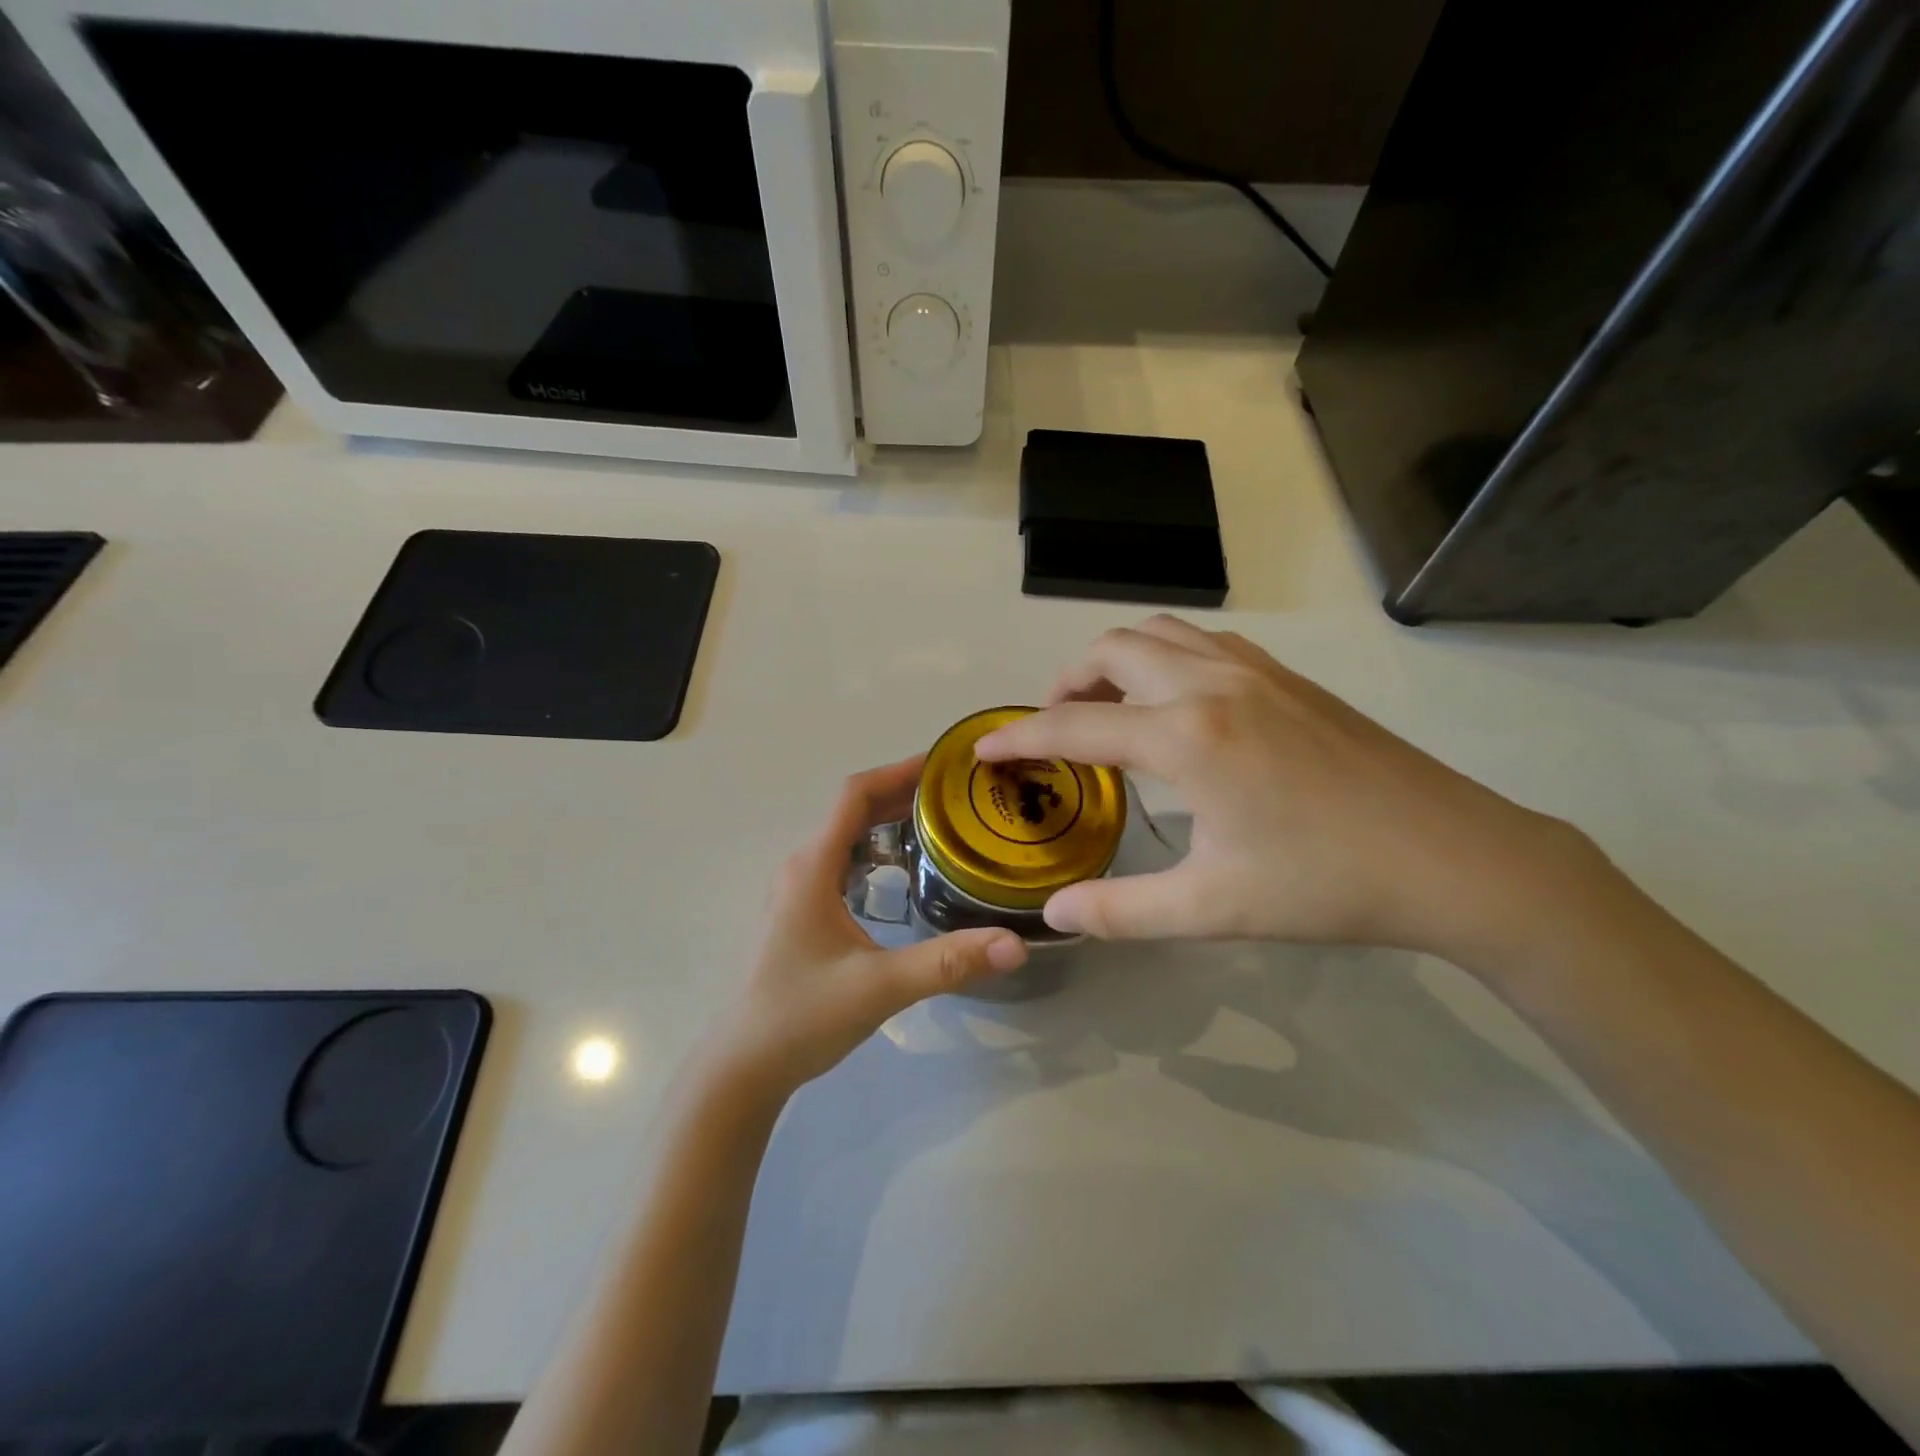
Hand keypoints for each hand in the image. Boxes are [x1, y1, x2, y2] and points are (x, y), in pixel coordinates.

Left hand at [705, 757, 1028, 1100]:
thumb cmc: (803, 1016)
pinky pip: (846, 862)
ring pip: (850, 836)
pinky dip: (879, 851)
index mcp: (813, 866)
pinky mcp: (805, 911)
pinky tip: (910, 872)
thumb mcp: (880, 987)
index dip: (899, 771)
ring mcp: (800, 888)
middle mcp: (804, 866)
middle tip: (961, 795)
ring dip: (892, 822)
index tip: (945, 764)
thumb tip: (1015, 944)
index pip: (855, 795)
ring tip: (945, 824)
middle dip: (905, 794)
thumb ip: (947, 963)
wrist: (746, 1064)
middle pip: (855, 810)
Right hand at [974, 616, 1595, 960]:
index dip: (1020, 738)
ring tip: (1105, 706)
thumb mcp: (1212, 909)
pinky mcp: (1287, 675)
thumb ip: (1121, 912)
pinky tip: (1174, 701)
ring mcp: (1255, 670)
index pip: (1076, 725)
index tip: (984, 749)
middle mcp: (1211, 683)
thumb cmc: (1326, 886)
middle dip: (1067, 683)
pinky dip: (1163, 655)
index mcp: (1186, 738)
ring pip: (1158, 633)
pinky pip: (1201, 640)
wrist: (1453, 857)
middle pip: (1111, 651)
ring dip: (1115, 660)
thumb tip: (1055, 916)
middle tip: (1054, 730)